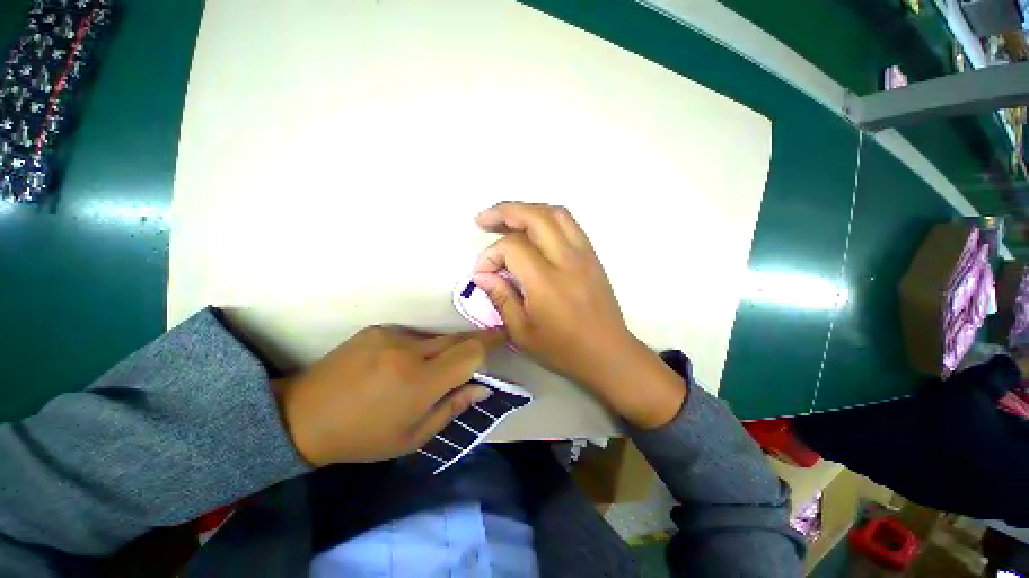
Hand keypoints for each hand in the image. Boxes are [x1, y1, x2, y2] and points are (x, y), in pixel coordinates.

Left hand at [273, 326, 501, 466]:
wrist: (302, 416)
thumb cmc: (362, 437)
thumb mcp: (413, 437)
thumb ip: (453, 408)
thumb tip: (483, 387)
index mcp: (420, 382)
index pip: (470, 352)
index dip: (491, 342)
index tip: (505, 335)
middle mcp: (409, 351)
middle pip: (457, 339)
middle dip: (473, 343)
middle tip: (478, 354)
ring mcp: (392, 335)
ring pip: (435, 338)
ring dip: (442, 351)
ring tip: (425, 373)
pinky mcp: (378, 328)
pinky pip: (413, 336)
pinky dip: (418, 348)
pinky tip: (399, 366)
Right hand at [472, 202, 686, 428]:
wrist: (608, 353)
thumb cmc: (563, 349)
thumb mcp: (522, 332)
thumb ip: (501, 298)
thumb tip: (482, 276)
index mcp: (546, 282)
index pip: (512, 247)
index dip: (490, 255)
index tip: (482, 272)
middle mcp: (566, 260)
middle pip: (535, 216)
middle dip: (504, 212)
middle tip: (483, 220)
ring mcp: (584, 254)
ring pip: (555, 213)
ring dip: (528, 209)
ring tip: (508, 218)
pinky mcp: (592, 256)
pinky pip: (569, 223)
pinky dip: (547, 217)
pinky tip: (535, 228)